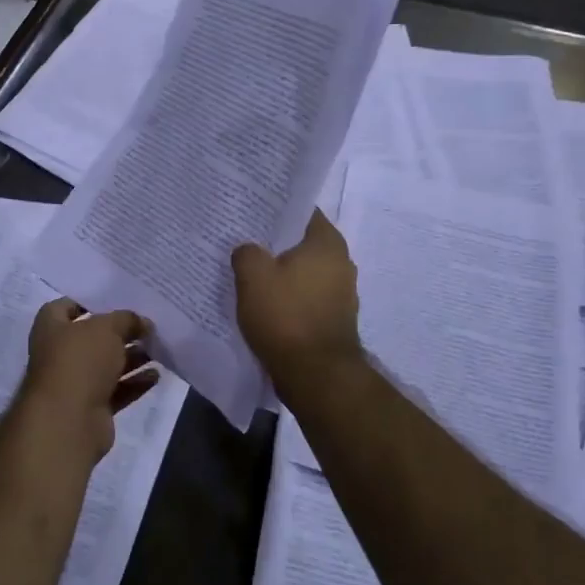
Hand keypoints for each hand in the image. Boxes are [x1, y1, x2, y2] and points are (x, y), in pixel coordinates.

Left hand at [16, 299, 158, 459]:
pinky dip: (135, 383)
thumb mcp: (106, 328)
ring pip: (107, 365)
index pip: (67, 306)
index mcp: (51, 328)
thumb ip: (126, 319)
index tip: (118, 299)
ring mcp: (75, 383)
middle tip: (148, 324)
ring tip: (158, 348)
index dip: (90, 301)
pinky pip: (117, 390)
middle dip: (120, 331)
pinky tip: (156, 375)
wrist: (68, 421)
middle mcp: (59, 353)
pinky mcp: (92, 408)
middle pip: (93, 337)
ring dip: (132, 357)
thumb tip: (142, 322)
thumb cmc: (80, 361)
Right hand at [231, 210, 363, 384]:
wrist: (316, 376)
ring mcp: (341, 293)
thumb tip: (248, 250)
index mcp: (327, 242)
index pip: (301, 211)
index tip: (251, 210)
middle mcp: (341, 262)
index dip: (275, 208)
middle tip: (243, 239)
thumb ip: (246, 252)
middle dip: (274, 242)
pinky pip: (305, 297)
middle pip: (301, 242)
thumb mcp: (253, 276)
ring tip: (248, 271)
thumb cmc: (286, 317)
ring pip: (303, 271)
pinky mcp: (333, 319)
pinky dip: (287, 297)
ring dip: (280, 272)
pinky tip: (263, 302)